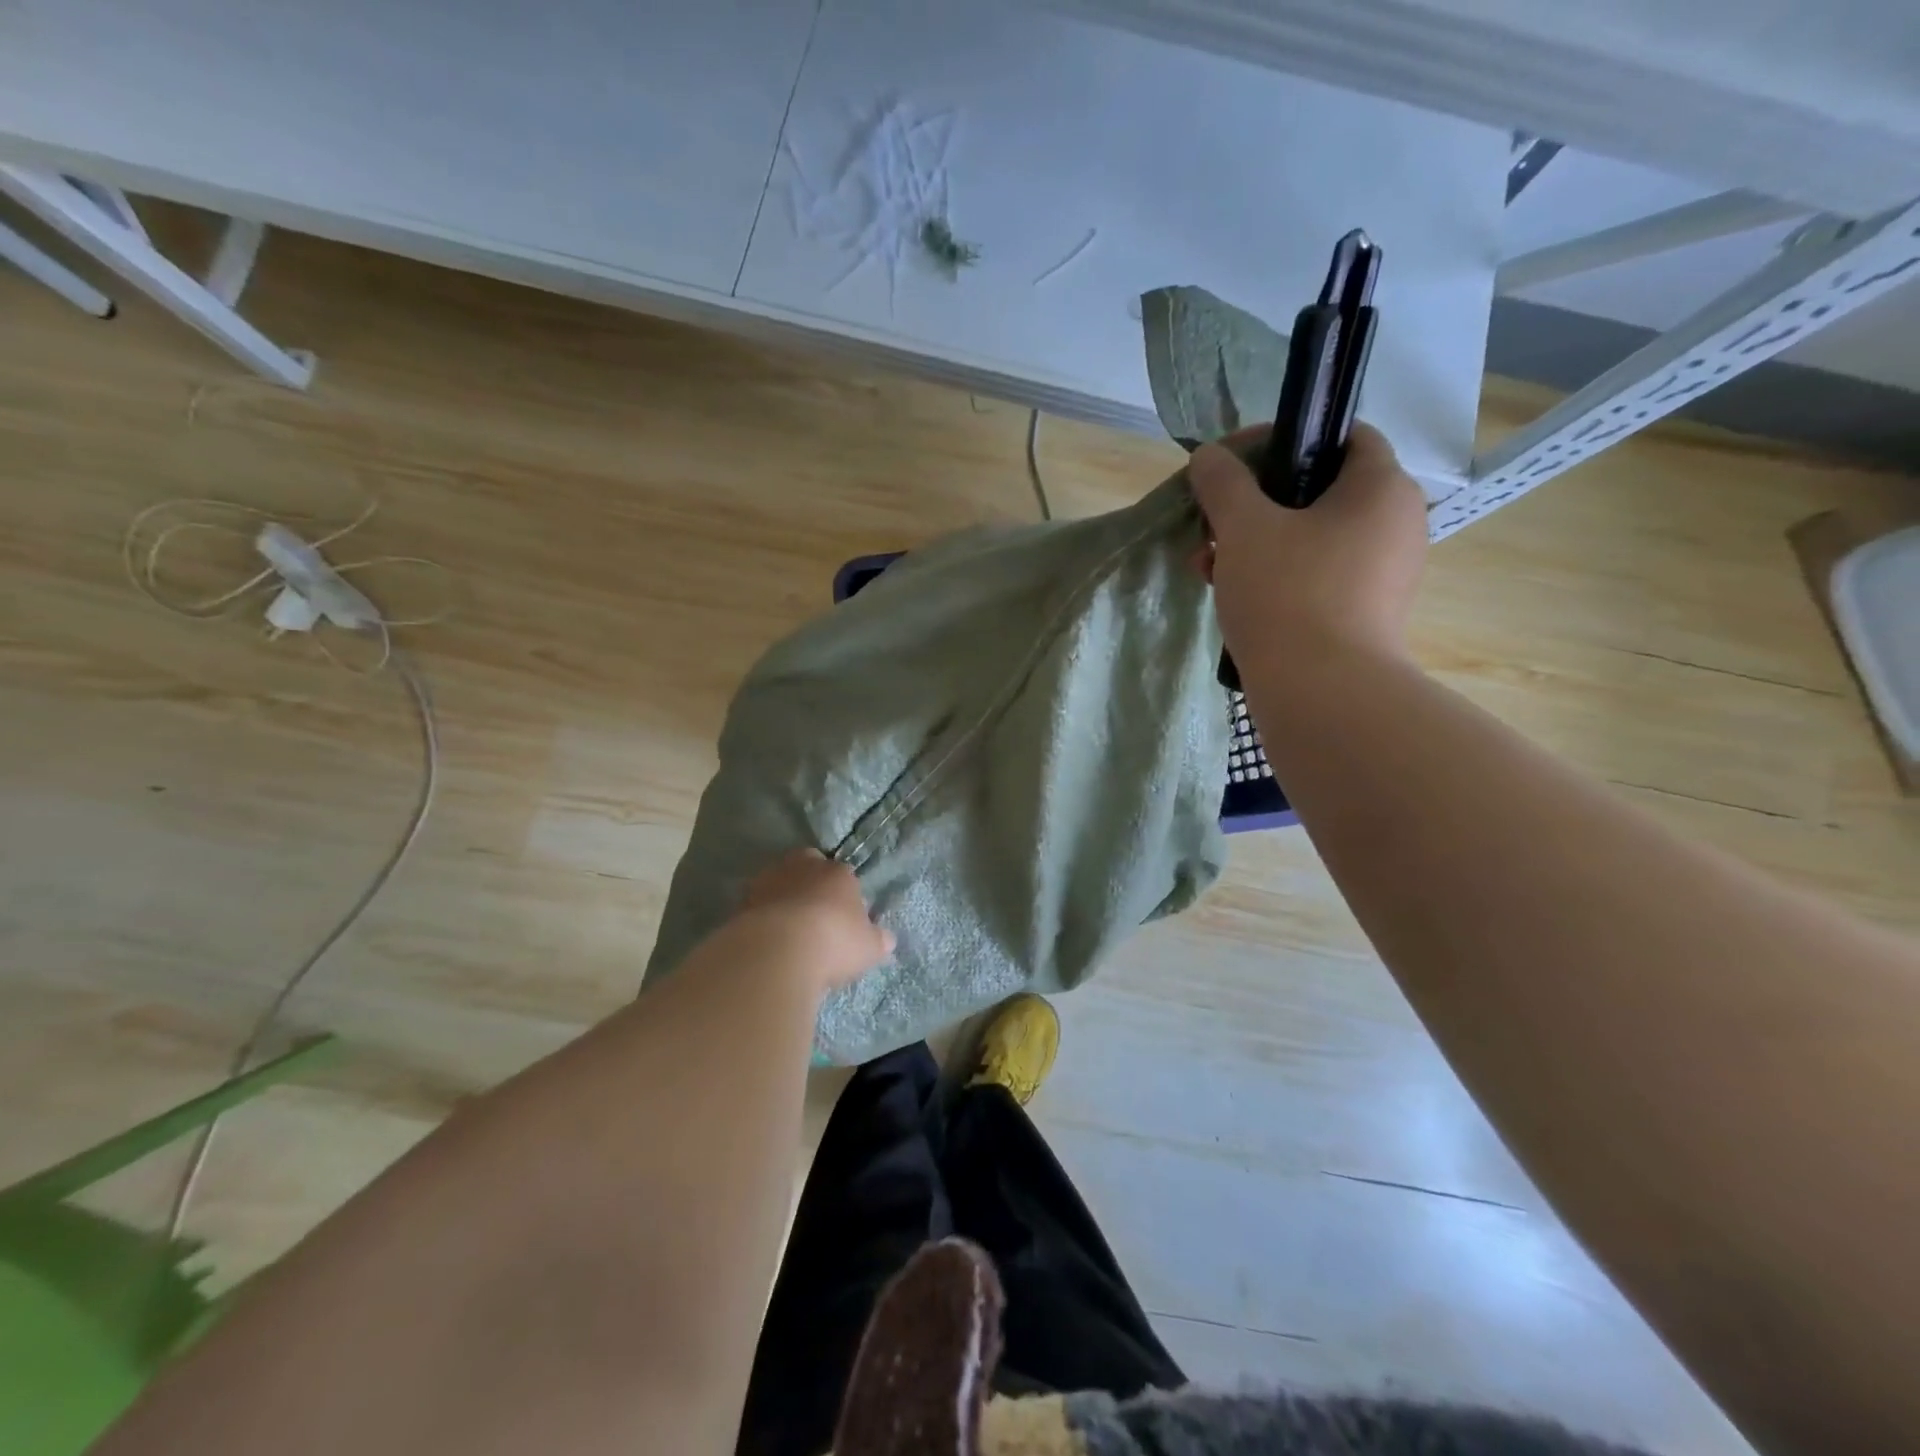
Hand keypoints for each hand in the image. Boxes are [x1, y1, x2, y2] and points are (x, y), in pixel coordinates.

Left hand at [729, 849, 894, 992]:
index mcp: (837, 873)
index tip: (843, 919)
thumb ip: (877, 940)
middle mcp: (802, 867)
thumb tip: (886, 939)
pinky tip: (767, 940)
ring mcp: (768, 881)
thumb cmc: (833, 942)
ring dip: (782, 899)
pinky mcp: (741, 901)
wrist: (777, 951)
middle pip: (807, 867)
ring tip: (787, 931)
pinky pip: (757, 906)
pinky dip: (762, 918)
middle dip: (809, 884)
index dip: (843, 895)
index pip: (843, 875)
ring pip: (778, 882)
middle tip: (813, 915)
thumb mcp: (868, 948)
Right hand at [1188, 422, 1427, 668]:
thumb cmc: (1287, 593)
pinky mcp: (1364, 611)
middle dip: (1253, 503)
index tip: (1231, 463)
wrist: (1322, 692)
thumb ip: (1223, 483)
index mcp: (1381, 487)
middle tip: (1211, 522)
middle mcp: (1395, 523)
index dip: (1282, 439)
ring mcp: (1383, 572)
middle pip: (1317, 490)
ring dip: (1254, 542)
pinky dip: (1274, 574)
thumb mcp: (1243, 528)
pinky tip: (1231, 594)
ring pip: (1310, 537)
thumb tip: (1208, 457)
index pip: (1341, 435)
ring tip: (1207, 565)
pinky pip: (1315, 575)